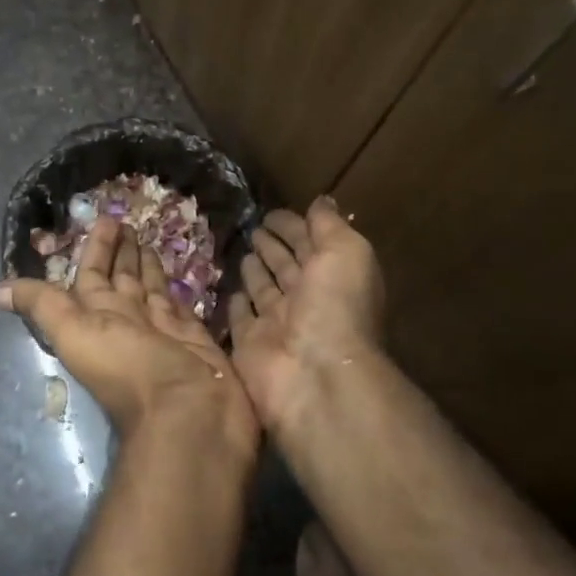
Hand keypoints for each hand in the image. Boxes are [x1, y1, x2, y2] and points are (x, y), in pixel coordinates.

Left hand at [0, 216, 259, 461]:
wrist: (188, 415)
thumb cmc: (130, 369)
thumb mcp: (76, 333)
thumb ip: (43, 306)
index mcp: (97, 319)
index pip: (91, 275)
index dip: (96, 248)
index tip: (106, 219)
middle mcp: (127, 322)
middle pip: (122, 280)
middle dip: (122, 252)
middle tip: (129, 220)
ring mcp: (162, 330)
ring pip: (150, 290)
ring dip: (147, 265)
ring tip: (149, 236)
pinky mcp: (194, 337)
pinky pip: (180, 305)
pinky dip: (177, 287)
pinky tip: (179, 269)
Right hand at [228, 198, 385, 434]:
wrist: (314, 373)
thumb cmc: (335, 306)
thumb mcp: (345, 252)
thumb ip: (330, 225)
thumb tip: (321, 201)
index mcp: (332, 276)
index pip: (310, 244)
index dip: (294, 225)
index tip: (272, 211)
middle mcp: (306, 299)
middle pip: (286, 266)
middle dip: (273, 245)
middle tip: (254, 227)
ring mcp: (276, 323)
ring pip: (263, 290)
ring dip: (255, 270)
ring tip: (242, 250)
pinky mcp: (248, 344)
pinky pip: (240, 318)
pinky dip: (237, 303)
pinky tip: (230, 290)